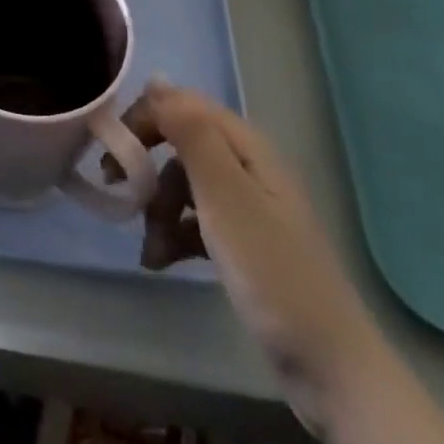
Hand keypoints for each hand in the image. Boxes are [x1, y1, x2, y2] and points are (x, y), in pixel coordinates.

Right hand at [118, 85, 443, 443]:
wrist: (329, 366)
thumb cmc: (271, 269)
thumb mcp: (225, 195)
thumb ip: (191, 133)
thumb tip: (156, 78)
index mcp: (246, 145)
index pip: (184, 104)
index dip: (146, 117)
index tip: (114, 147)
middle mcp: (246, 165)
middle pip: (182, 142)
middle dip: (146, 163)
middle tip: (115, 185)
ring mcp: (247, 206)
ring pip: (184, 184)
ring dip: (158, 208)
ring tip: (149, 248)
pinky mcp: (244, 244)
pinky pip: (197, 221)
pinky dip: (175, 234)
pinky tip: (160, 261)